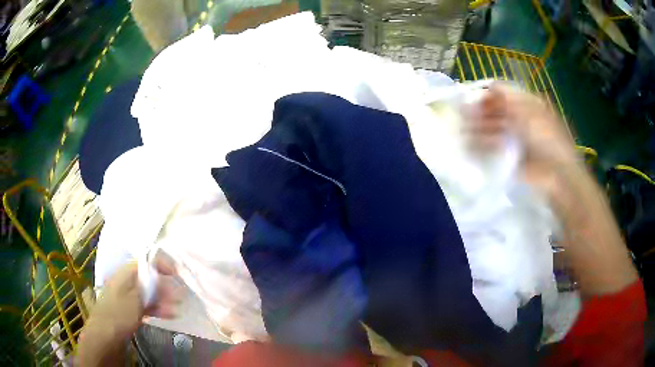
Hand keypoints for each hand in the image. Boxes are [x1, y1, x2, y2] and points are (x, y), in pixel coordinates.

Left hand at [78, 252, 181, 364]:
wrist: (105, 336)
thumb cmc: (119, 314)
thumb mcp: (135, 298)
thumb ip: (148, 285)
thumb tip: (161, 274)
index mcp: (126, 273)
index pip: (146, 261)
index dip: (161, 264)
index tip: (176, 273)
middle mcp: (127, 282)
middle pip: (149, 278)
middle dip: (165, 286)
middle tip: (179, 296)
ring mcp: (128, 296)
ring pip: (149, 293)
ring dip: (163, 299)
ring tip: (177, 308)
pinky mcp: (130, 310)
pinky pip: (146, 305)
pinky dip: (157, 308)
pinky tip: (168, 315)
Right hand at [470, 82, 578, 203]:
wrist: (556, 174)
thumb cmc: (545, 138)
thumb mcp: (528, 111)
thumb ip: (508, 98)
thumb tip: (490, 86)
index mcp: (527, 104)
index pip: (504, 94)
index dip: (488, 95)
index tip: (473, 99)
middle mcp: (521, 118)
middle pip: (497, 111)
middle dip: (481, 112)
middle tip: (463, 116)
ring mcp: (516, 137)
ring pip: (493, 128)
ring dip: (478, 128)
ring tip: (462, 130)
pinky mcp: (511, 155)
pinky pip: (494, 147)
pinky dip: (482, 145)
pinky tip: (470, 145)